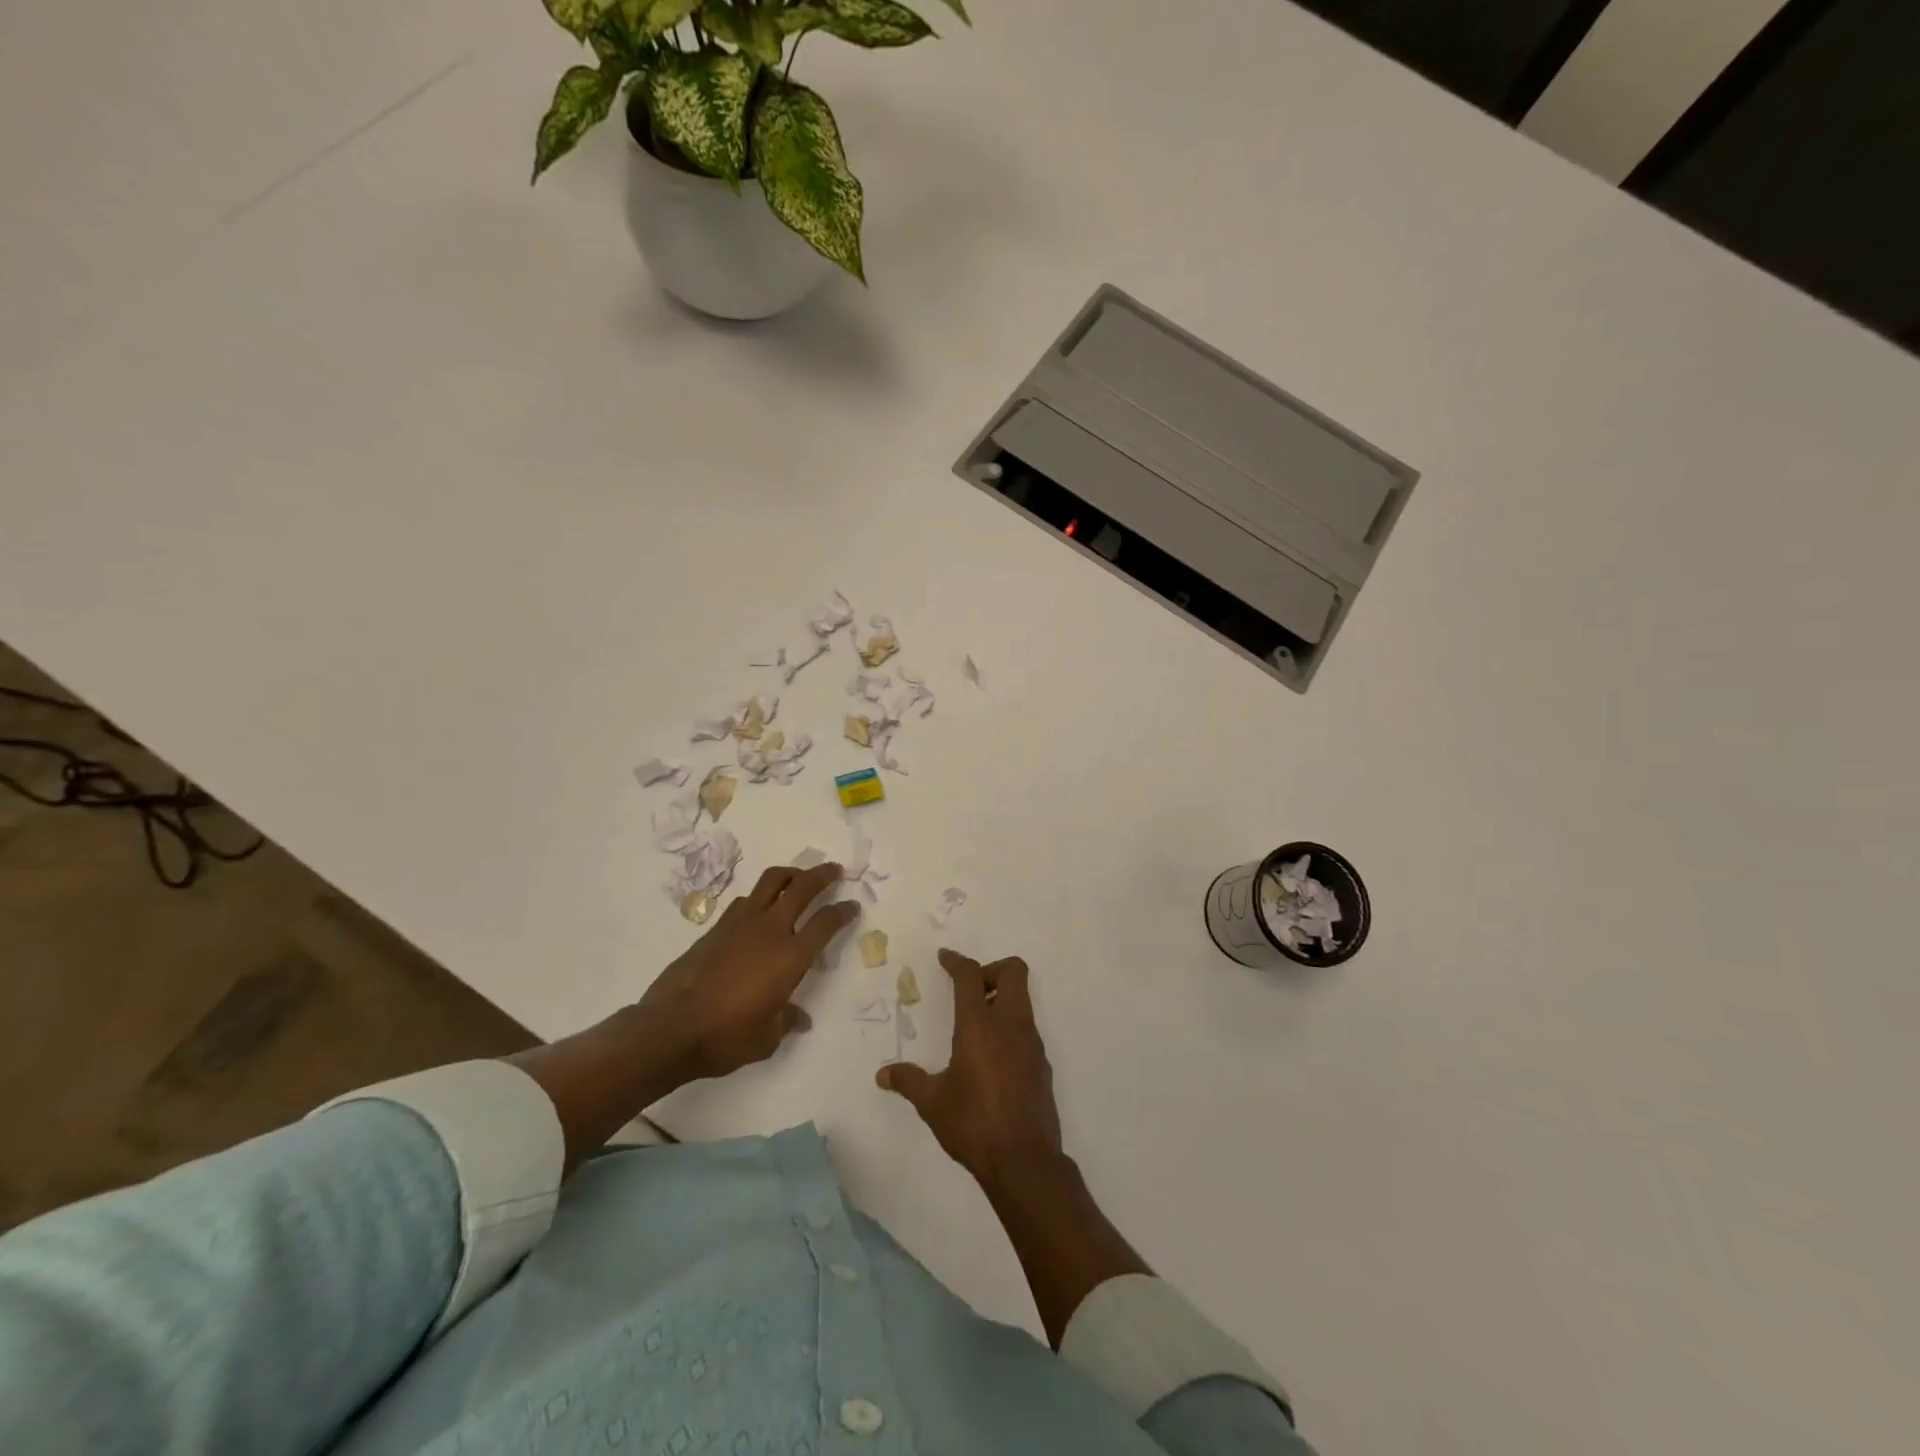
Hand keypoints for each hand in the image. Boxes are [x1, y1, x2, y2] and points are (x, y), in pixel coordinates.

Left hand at [636, 860, 859, 1082]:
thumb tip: (800, 1019)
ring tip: (798, 877)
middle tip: (834, 871)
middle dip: (822, 875)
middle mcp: (770, 931)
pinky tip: (760, 908)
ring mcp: (741, 924)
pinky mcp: (717, 927)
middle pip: (803, 887)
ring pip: (771, 881)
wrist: (671, 1029)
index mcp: (790, 957)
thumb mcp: (767, 1038)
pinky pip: (746, 900)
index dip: (843, 911)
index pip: (826, 923)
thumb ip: (787, 1020)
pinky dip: (760, 896)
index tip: (852, 906)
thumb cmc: (727, 1037)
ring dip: (791, 874)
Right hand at [877, 948, 1064, 1192]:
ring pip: (1023, 999)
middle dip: (991, 969)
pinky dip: (1011, 1027)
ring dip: (1001, 999)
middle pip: (1013, 971)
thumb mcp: (932, 1103)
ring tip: (976, 1026)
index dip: (957, 961)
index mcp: (979, 1026)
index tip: (945, 958)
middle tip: (969, 991)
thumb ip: (908, 1081)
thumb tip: (882, 1074)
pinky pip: (1027, 1028)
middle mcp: (1010, 1025)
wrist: (1024, 1161)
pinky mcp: (1042, 1063)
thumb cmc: (973, 1125)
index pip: (970, 975)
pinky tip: (993, 1057)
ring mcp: (1031, 1043)